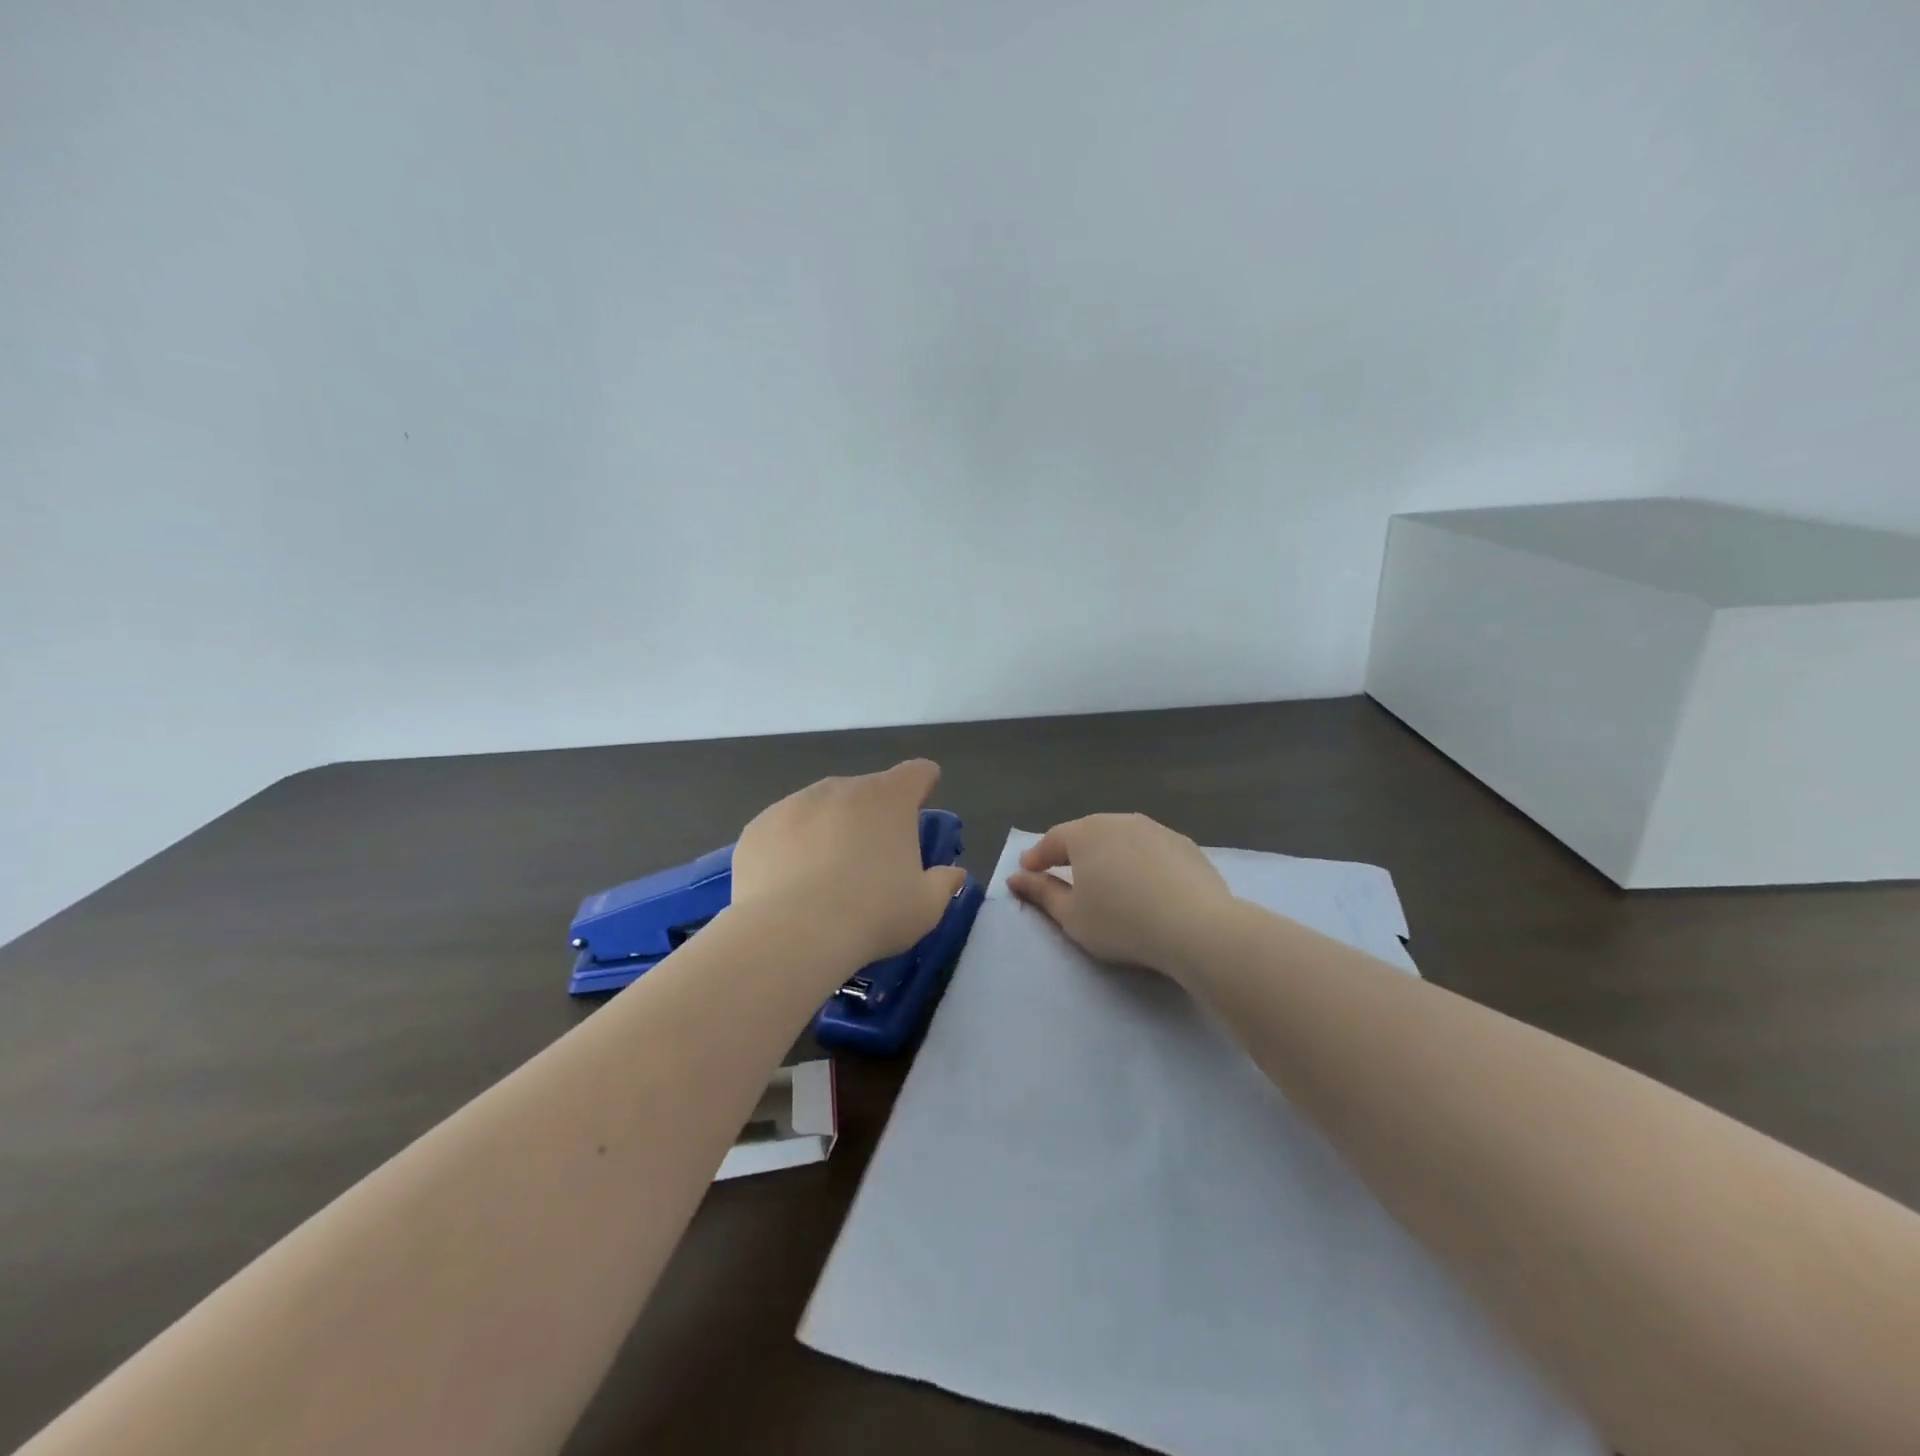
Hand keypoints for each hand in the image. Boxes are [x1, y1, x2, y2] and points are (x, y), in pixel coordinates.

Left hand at [731, 760, 968, 970]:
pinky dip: (790, 850)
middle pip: (865, 793)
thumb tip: (953, 873)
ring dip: (828, 831)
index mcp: (889, 798)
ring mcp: (794, 804)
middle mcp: (841, 788)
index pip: (916, 773)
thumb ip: (943, 883)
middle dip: (871, 818)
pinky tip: (788, 887)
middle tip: (871, 862)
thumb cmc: (872, 914)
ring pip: (820, 810)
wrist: (789, 934)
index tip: (920, 805)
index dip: (923, 785)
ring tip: (824, 880)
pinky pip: (783, 832)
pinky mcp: (757, 828)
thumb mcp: (925, 907)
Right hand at [1006, 813, 1233, 983]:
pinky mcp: (1184, 845)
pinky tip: (1144, 884)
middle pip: (1087, 833)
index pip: (1052, 840)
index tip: (1026, 871)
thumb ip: (1041, 893)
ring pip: (1121, 838)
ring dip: (1108, 854)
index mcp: (1085, 833)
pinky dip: (1139, 862)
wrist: (1196, 927)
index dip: (1036, 857)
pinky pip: (1150, 849)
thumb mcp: (1072, 916)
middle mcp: (1119, 821)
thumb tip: (1017, 877)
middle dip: (1071, 851)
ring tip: (1105, 878)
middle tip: (1062, 871)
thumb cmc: (1122, 922)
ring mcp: (1155, 829)